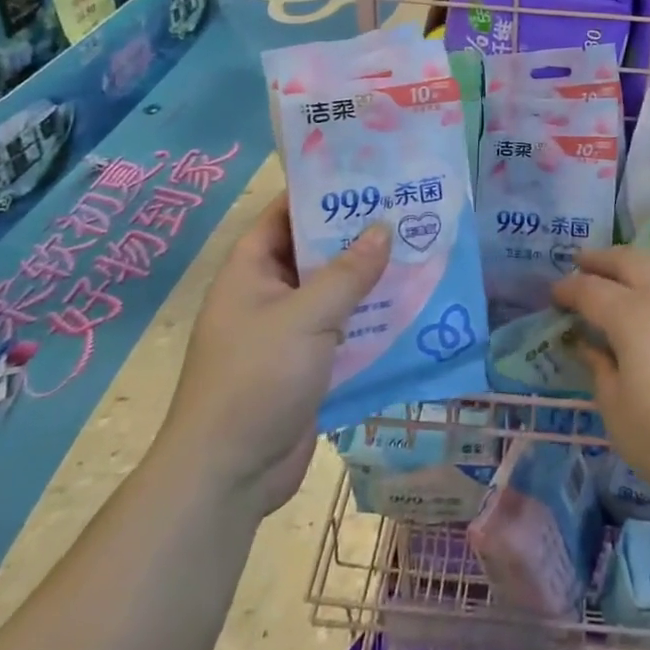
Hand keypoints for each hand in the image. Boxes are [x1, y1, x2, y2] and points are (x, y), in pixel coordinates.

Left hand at [161, 195, 389, 513]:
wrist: (230, 474)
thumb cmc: (257, 378)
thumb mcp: (307, 316)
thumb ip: (349, 272)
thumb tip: (384, 228)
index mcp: (251, 270)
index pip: (286, 214)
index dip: (322, 193)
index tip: (368, 176)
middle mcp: (268, 294)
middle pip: (316, 252)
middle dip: (358, 235)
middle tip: (407, 211)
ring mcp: (287, 331)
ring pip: (334, 292)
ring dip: (370, 279)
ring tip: (419, 252)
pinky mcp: (307, 364)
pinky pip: (343, 329)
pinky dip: (370, 319)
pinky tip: (410, 308)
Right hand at [554, 247, 649, 526]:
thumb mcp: (620, 416)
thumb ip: (600, 370)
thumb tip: (587, 344)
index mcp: (637, 318)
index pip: (592, 290)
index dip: (569, 289)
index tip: (555, 293)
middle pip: (630, 260)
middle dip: (601, 259)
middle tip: (581, 263)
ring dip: (638, 267)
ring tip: (625, 281)